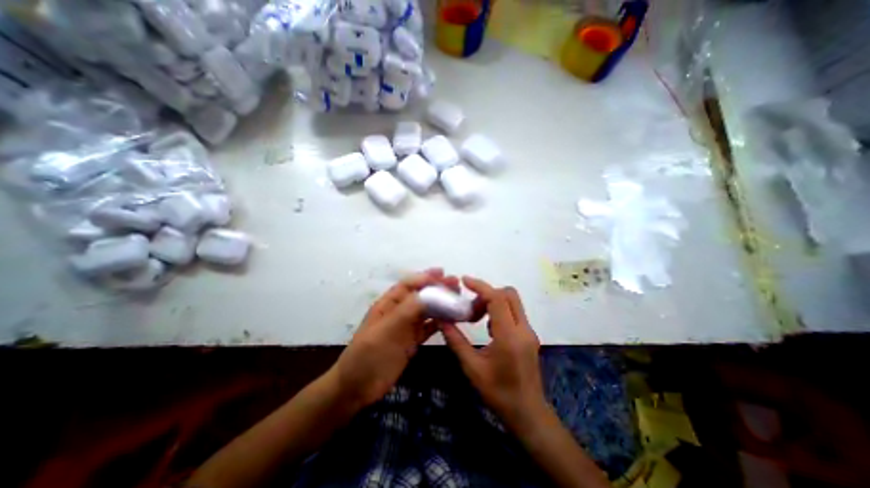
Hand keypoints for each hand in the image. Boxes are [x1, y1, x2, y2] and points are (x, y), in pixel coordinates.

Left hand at [329, 268, 457, 409]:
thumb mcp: (385, 329)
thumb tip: (429, 292)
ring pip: (427, 310)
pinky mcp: (412, 341)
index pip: (408, 285)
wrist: (357, 387)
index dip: (424, 277)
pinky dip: (440, 322)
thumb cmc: (368, 354)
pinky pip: (428, 327)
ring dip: (441, 303)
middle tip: (455, 284)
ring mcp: (406, 326)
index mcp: (388, 304)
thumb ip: (407, 310)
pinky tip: (452, 319)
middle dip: (437, 288)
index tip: (442, 274)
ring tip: (457, 298)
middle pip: (420, 295)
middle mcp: (399, 311)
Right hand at [443, 276, 541, 431]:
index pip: (497, 299)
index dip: (480, 286)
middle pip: (508, 294)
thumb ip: (456, 341)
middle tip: (471, 305)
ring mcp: (529, 332)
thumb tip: (441, 320)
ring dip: (494, 302)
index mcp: (509, 336)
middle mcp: (523, 329)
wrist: (528, 413)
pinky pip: (514, 312)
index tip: (464, 281)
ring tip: (477, 317)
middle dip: (488, 293)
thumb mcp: (472, 367)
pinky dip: (500, 311)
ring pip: (513, 302)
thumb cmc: (498, 393)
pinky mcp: (529, 335)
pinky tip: (488, 328)